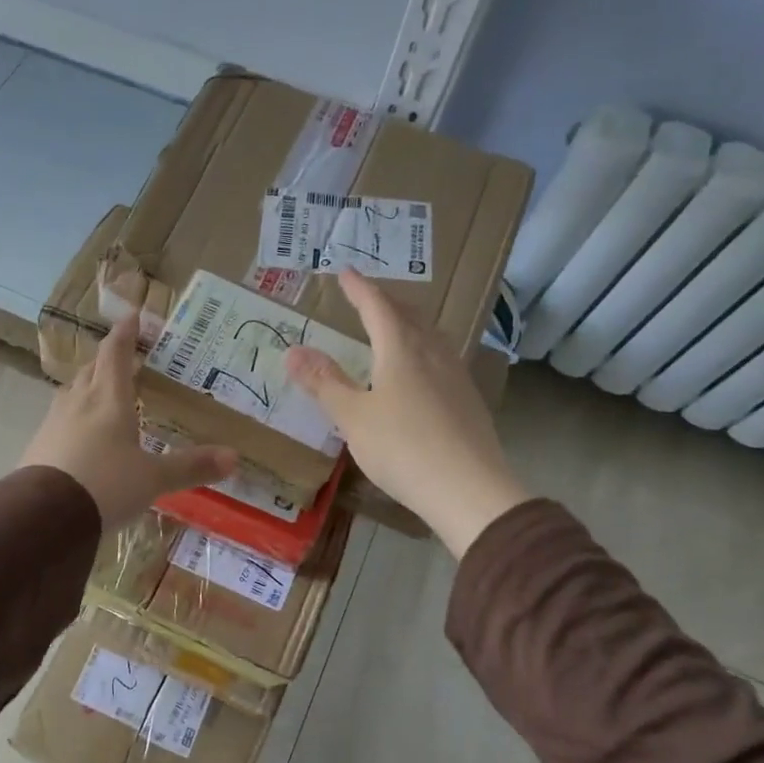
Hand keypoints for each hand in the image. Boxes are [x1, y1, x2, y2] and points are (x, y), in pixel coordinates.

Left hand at [21, 313, 238, 531]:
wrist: (44, 516)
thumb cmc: (105, 485)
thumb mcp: (153, 479)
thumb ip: (190, 466)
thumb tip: (234, 457)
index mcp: (108, 399)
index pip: (116, 354)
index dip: (125, 334)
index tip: (133, 316)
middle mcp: (78, 402)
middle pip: (92, 370)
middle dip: (107, 361)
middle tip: (123, 360)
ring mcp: (52, 423)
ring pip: (71, 393)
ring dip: (87, 387)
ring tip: (101, 393)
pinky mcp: (37, 446)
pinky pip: (58, 420)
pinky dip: (73, 418)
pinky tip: (79, 436)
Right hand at [286, 271, 528, 557]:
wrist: (469, 490)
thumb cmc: (402, 448)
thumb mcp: (353, 417)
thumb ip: (324, 383)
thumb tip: (293, 350)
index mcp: (401, 349)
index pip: (377, 307)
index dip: (359, 289)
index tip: (345, 272)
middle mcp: (432, 353)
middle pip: (409, 316)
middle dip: (385, 302)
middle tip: (367, 296)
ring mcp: (456, 376)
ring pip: (430, 335)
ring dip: (408, 323)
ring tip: (394, 326)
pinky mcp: (468, 400)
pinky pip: (442, 358)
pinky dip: (423, 349)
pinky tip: (422, 370)